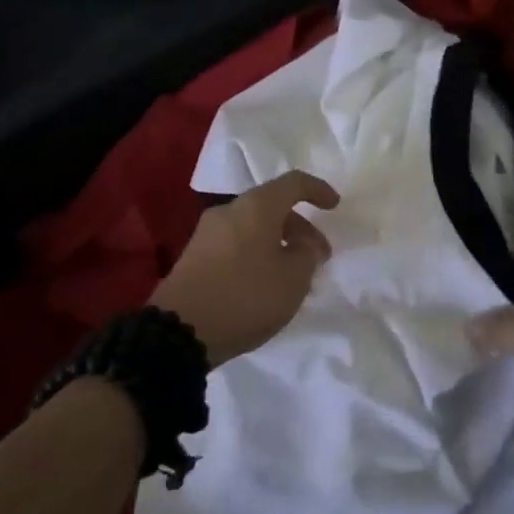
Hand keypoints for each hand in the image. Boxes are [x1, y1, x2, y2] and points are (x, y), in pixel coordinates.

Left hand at [149, 170, 339, 364]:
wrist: (179, 331)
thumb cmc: (246, 297)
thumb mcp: (293, 279)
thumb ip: (307, 254)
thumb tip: (302, 243)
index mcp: (256, 207)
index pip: (294, 183)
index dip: (318, 190)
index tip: (335, 206)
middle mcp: (229, 211)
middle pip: (272, 207)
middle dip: (300, 228)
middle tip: (318, 256)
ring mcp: (207, 233)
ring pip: (253, 227)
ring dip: (278, 243)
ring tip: (293, 275)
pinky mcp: (194, 257)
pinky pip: (236, 244)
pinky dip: (257, 254)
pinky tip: (265, 283)